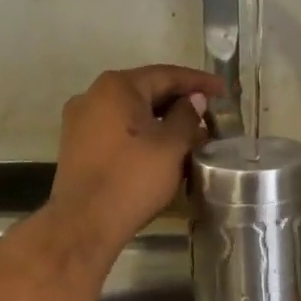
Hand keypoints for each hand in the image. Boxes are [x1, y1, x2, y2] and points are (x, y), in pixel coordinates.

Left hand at [47, 65, 221, 243]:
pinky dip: (142, 133)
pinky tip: (163, 149)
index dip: (199, 82)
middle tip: (211, 114)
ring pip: (132, 111)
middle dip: (180, 102)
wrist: (82, 226)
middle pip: (147, 90)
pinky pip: (118, 128)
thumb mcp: (171, 146)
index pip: (166, 75)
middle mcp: (94, 94)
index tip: (223, 90)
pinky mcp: (77, 145)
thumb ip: (187, 115)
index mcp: (117, 86)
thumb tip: (194, 100)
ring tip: (192, 135)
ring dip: (162, 120)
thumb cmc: (131, 179)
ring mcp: (81, 120)